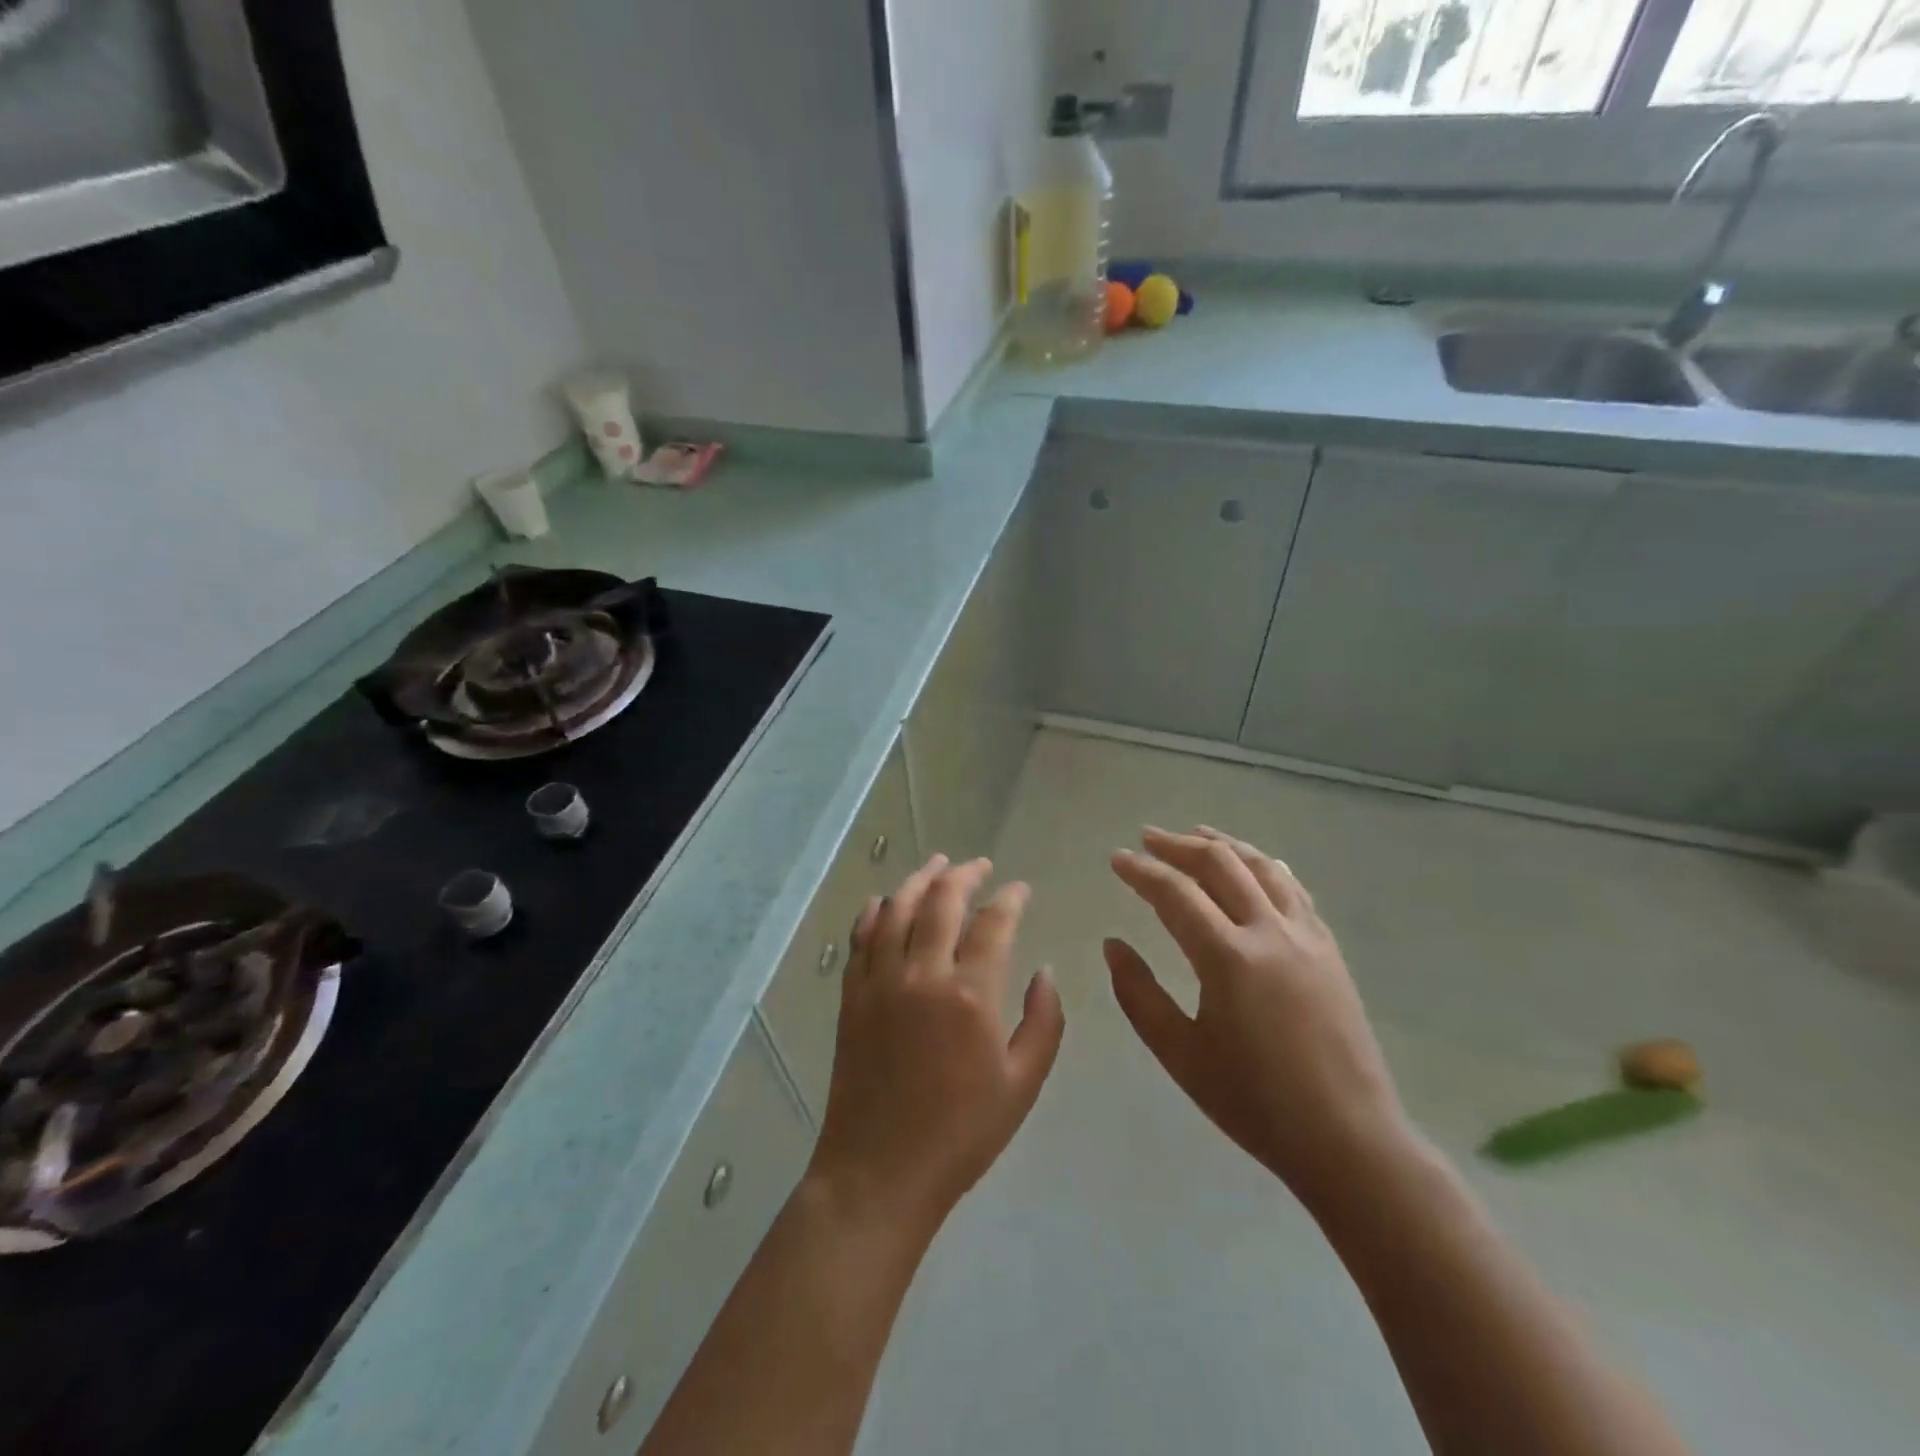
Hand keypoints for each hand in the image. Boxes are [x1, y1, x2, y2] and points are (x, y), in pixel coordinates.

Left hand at [807, 855, 1065, 1237]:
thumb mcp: (1022, 1084)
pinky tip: (884, 900)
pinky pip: (861, 937)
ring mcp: (880, 981)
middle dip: (965, 875)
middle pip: (942, 901)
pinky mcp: (852, 995)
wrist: (880, 1171)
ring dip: (919, 880)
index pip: (993, 923)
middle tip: (980, 865)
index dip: (1009, 898)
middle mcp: (922, 974)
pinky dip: (874, 910)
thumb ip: (1043, 1022)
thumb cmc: (961, 1134)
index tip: (1020, 889)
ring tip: (937, 864)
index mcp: (969, 995)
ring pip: (898, 909)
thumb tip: (1046, 972)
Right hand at [1106, 827, 1407, 1210]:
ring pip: (1261, 867)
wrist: (1348, 1138)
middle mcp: (1269, 932)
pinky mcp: (1329, 949)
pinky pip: (1293, 889)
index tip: (1116, 859)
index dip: (1141, 871)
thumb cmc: (1254, 1102)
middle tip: (1147, 838)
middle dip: (1178, 845)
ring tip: (1196, 834)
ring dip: (1224, 845)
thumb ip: (1139, 995)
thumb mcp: (1180, 1055)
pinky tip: (1255, 865)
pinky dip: (1264, 866)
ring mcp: (1306, 936)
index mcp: (1228, 957)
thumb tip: (1113, 945)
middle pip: (1220, 864)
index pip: (1175, 893)